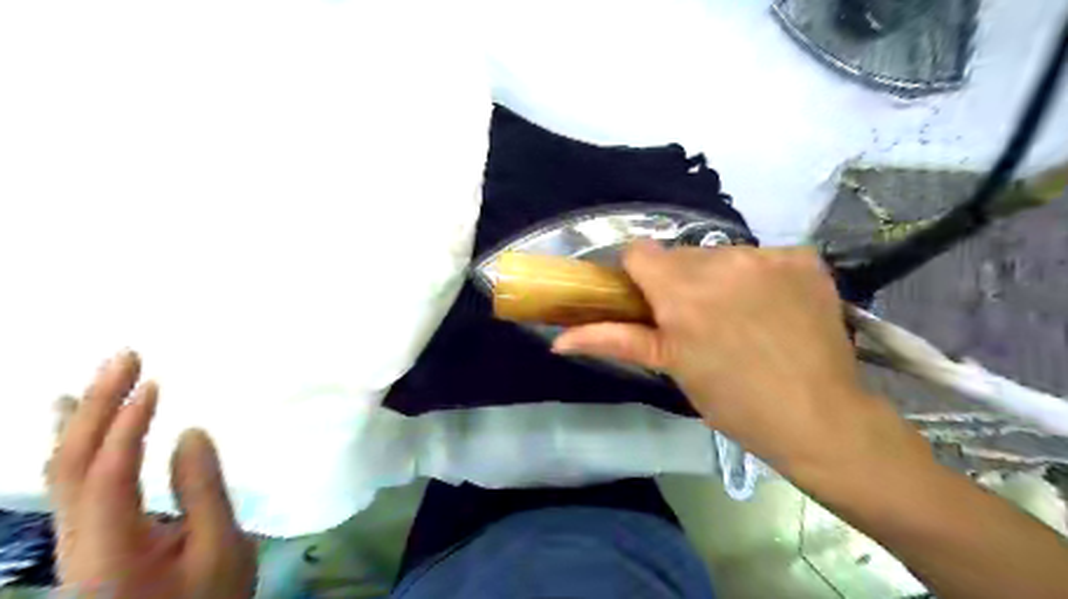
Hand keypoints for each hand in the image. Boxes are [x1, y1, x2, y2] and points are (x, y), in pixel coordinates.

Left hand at [50, 351, 257, 598]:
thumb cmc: (208, 598)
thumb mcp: (221, 549)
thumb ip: (203, 492)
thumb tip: (190, 433)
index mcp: (112, 548)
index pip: (107, 476)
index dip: (126, 426)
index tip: (152, 383)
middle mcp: (77, 541)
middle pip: (71, 467)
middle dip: (96, 408)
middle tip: (123, 359)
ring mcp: (75, 540)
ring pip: (62, 473)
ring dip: (81, 420)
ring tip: (95, 378)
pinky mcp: (87, 536)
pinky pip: (71, 482)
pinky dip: (78, 443)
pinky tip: (76, 424)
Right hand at [556, 241, 931, 478]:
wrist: (819, 417)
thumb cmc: (733, 401)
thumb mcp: (671, 368)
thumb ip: (613, 341)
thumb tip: (558, 341)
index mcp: (682, 292)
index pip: (639, 253)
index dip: (639, 276)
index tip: (650, 302)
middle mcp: (722, 262)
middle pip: (681, 254)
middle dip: (679, 281)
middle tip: (696, 320)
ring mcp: (768, 256)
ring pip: (720, 254)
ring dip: (719, 277)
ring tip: (738, 316)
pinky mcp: (803, 258)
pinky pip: (763, 256)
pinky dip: (760, 276)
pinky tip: (773, 307)